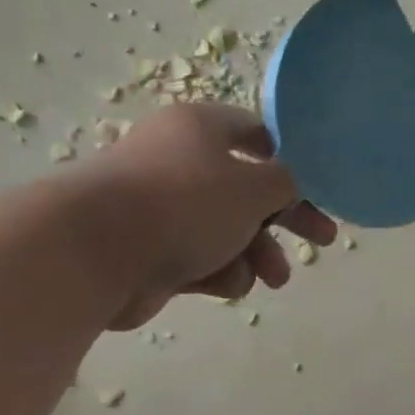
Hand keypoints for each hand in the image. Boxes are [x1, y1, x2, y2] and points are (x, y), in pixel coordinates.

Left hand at [75, 101, 336, 327]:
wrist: (92, 254)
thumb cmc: (185, 203)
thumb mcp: (255, 187)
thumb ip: (288, 183)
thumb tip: (293, 183)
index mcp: (202, 128)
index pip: (258, 134)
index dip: (293, 160)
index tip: (319, 187)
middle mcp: (181, 160)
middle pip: (248, 188)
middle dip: (287, 219)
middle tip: (323, 240)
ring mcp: (162, 207)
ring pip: (227, 229)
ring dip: (258, 253)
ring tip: (275, 279)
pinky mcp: (149, 250)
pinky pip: (200, 256)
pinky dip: (220, 270)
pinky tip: (229, 285)